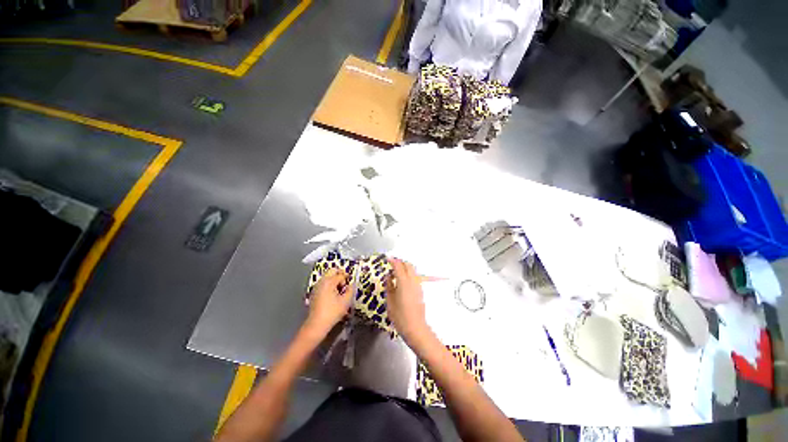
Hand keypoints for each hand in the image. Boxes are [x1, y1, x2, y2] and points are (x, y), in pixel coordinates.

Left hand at [305, 269, 353, 337]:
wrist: (316, 324)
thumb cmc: (332, 312)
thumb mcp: (346, 301)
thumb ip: (350, 290)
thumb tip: (351, 285)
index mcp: (329, 282)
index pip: (340, 274)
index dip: (347, 278)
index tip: (350, 283)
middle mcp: (322, 282)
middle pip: (331, 271)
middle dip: (339, 274)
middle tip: (345, 282)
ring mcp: (316, 287)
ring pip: (327, 277)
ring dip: (334, 280)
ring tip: (339, 290)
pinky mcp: (314, 293)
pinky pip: (323, 283)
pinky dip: (328, 285)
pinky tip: (332, 295)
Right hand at [386, 258, 430, 342]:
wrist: (416, 328)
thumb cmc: (400, 316)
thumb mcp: (390, 301)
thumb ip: (389, 286)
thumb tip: (388, 277)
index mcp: (404, 282)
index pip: (398, 266)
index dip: (392, 261)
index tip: (387, 259)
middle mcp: (412, 281)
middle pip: (408, 265)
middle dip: (400, 262)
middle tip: (391, 265)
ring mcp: (418, 285)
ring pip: (412, 270)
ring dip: (405, 268)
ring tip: (396, 273)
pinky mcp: (420, 290)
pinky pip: (414, 276)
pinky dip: (408, 274)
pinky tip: (402, 282)